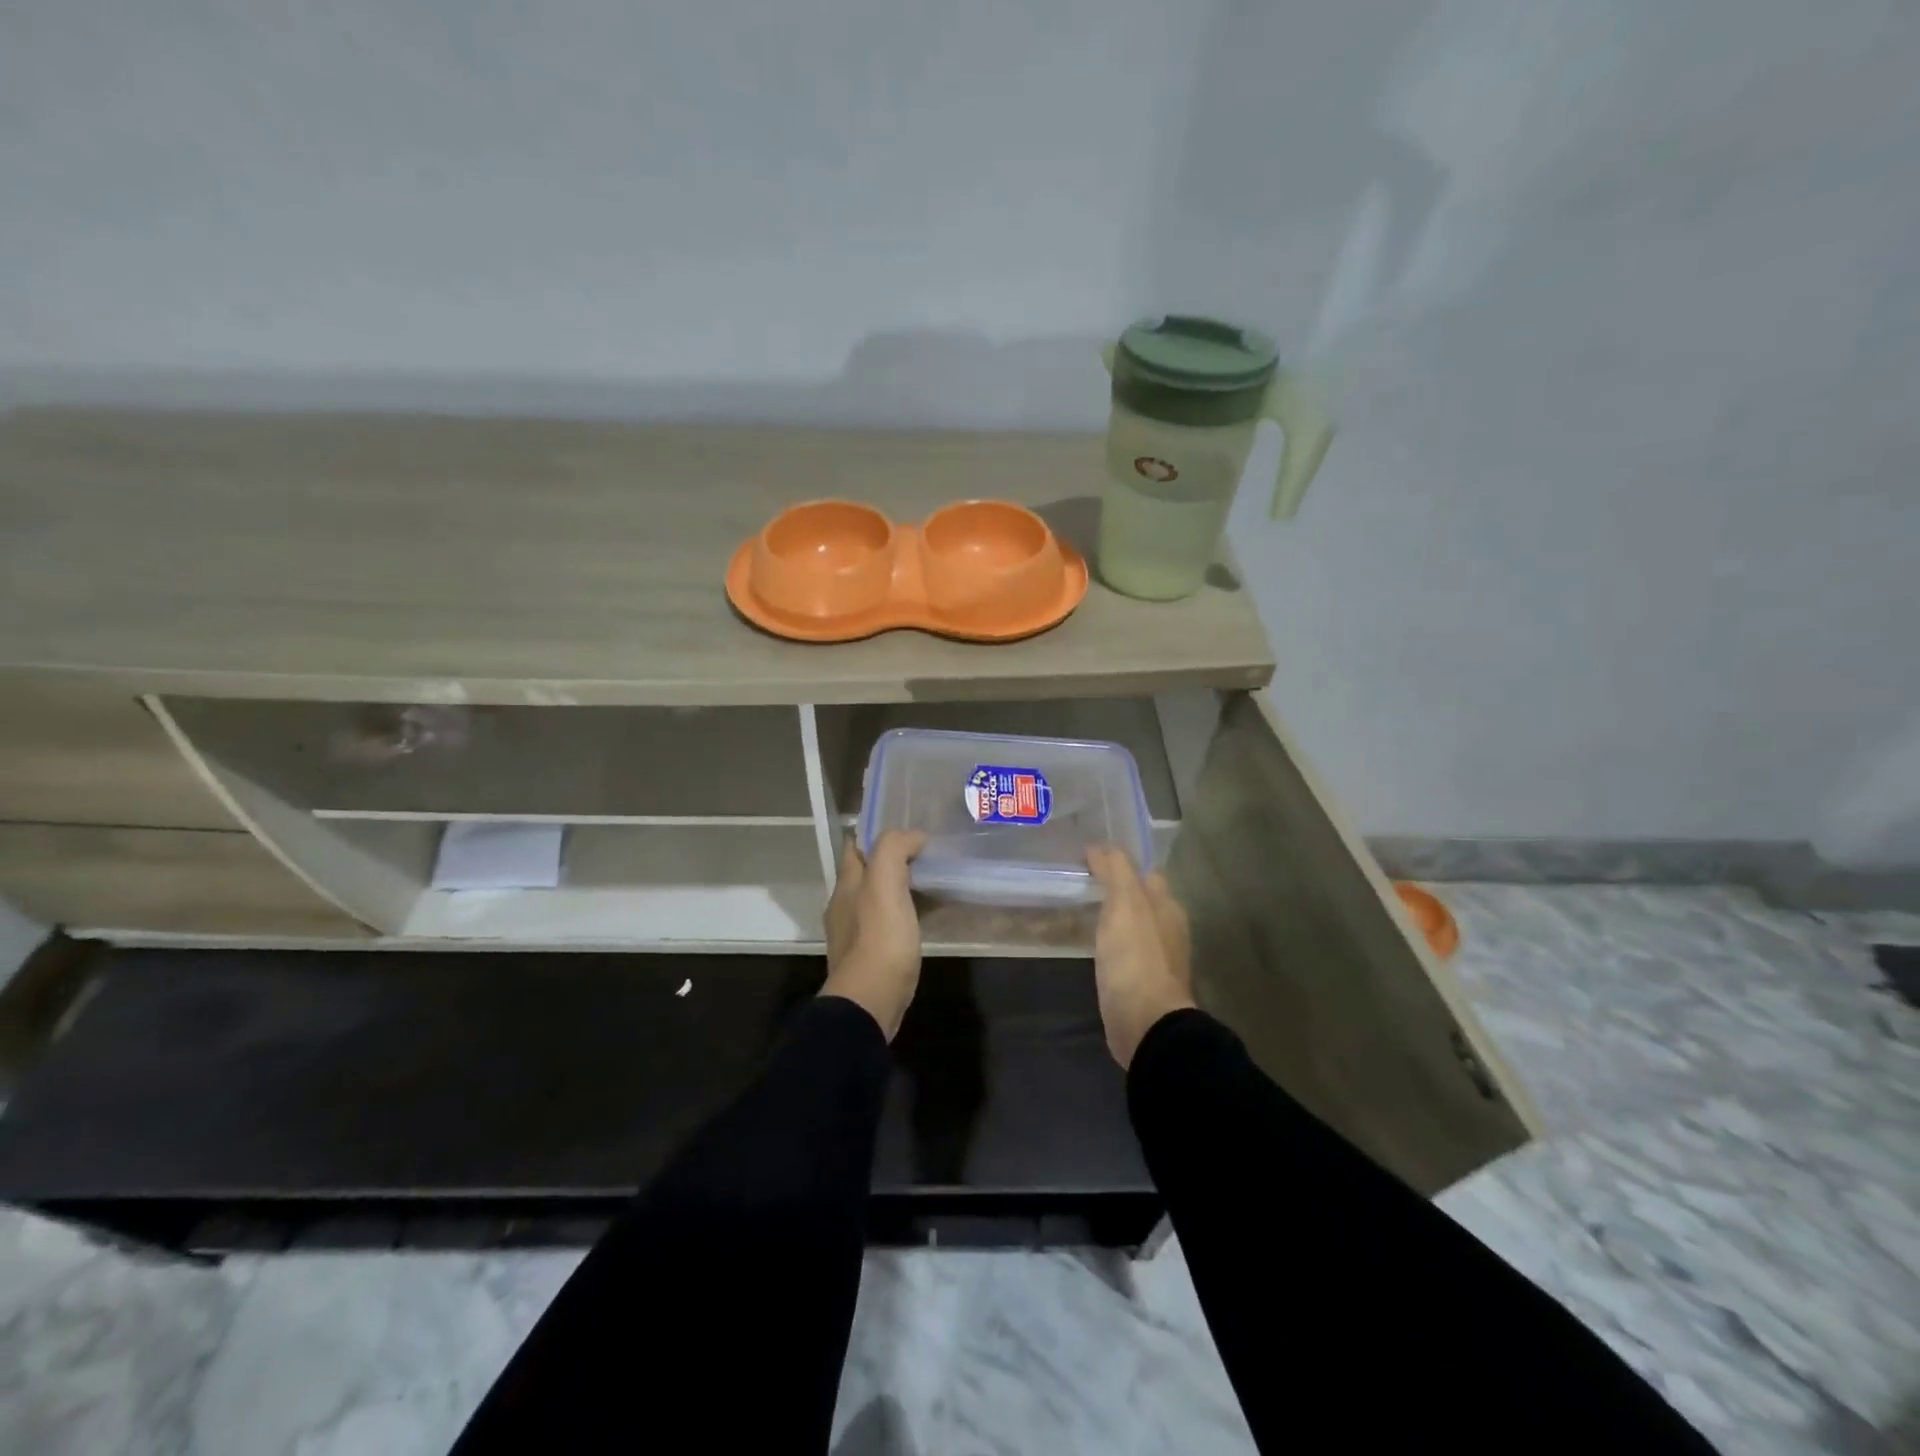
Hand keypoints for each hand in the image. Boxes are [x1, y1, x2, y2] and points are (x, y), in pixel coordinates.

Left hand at [821, 830, 926, 1040]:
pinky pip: (888, 924)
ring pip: (877, 899)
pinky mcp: (871, 957)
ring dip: (899, 888)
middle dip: (891, 860)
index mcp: (846, 885)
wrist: (870, 1002)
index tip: (907, 828)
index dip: (876, 833)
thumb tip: (913, 836)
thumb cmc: (878, 939)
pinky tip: (924, 918)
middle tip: (926, 854)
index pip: (854, 846)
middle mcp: (845, 905)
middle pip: (866, 873)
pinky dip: (905, 914)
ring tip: (931, 882)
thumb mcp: (884, 883)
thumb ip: (893, 850)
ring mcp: (855, 934)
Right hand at [1086, 845, 1195, 1068]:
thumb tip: (1100, 847)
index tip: (1093, 857)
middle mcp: (1168, 930)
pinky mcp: (1141, 984)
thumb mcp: (1124, 903)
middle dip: (1121, 890)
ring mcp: (1157, 960)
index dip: (1124, 863)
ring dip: (1116, 918)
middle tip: (1085, 881)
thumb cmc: (1136, 957)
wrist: (1145, 1022)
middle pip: (1144, 900)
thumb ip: (1116, 871)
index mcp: (1168, 907)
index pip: (1147, 874)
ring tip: (1085, 909)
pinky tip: (1094, 945)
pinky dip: (1112, 944)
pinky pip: (1126, 953)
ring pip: (1135, 927)